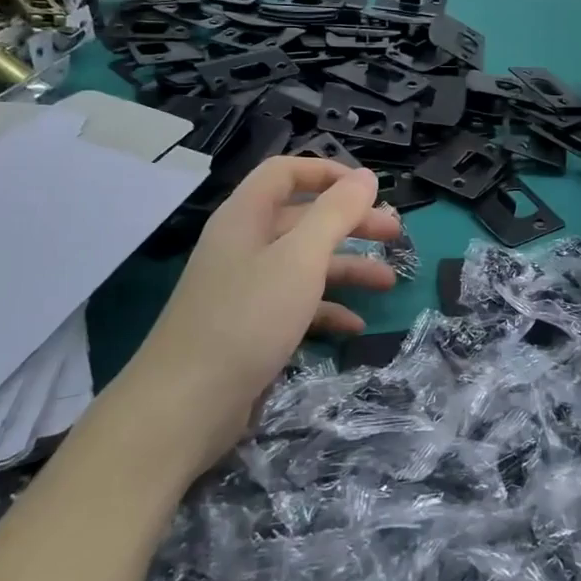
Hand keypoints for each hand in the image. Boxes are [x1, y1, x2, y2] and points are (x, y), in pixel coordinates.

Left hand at [120, 158, 397, 473]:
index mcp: (246, 216)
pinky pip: (295, 304)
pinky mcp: (250, 327)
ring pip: (304, 263)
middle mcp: (244, 245)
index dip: (328, 173)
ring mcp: (245, 288)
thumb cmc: (247, 319)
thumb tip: (365, 177)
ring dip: (347, 268)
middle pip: (303, 218)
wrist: (185, 407)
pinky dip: (326, 309)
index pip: (286, 172)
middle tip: (396, 235)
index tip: (371, 190)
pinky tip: (355, 326)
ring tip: (388, 283)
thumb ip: (335, 214)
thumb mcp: (300, 259)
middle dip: (351, 223)